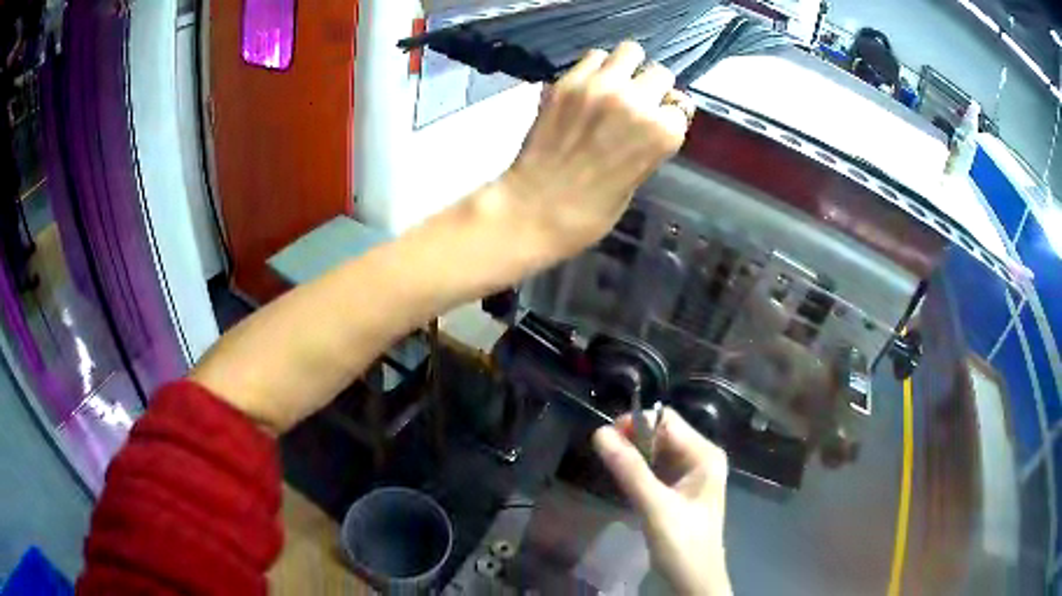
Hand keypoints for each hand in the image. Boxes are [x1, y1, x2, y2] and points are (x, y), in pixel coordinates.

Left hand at [500, 41, 693, 260]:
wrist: (535, 209)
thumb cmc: (593, 210)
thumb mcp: (639, 177)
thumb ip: (651, 140)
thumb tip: (655, 115)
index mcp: (662, 134)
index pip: (680, 106)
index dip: (666, 113)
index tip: (656, 119)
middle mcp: (637, 102)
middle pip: (659, 73)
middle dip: (652, 86)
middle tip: (636, 100)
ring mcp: (600, 87)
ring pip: (629, 52)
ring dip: (626, 68)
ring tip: (613, 85)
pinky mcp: (568, 82)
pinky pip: (593, 57)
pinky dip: (596, 68)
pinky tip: (588, 87)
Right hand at [593, 408, 732, 595]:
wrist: (693, 582)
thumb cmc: (682, 544)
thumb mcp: (656, 506)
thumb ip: (630, 470)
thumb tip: (599, 433)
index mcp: (705, 455)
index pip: (667, 421)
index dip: (635, 423)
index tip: (604, 439)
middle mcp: (700, 458)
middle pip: (661, 434)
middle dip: (632, 440)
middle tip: (604, 457)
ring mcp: (690, 474)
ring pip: (655, 452)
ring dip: (632, 456)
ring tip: (611, 469)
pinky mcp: (678, 490)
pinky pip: (654, 469)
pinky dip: (637, 471)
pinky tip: (623, 481)